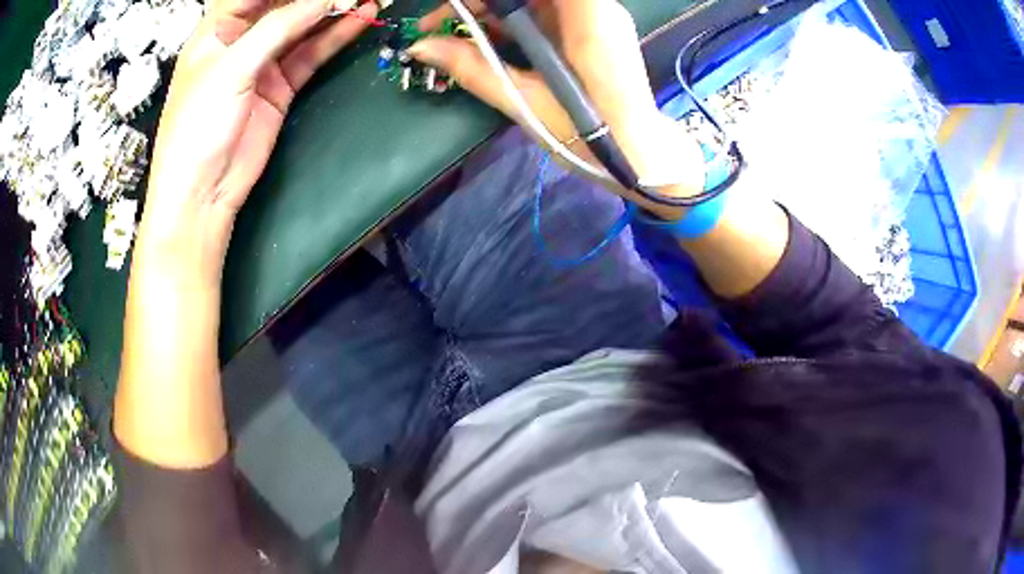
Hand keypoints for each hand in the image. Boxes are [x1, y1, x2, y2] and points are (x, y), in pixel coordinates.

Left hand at [144, 0, 377, 240]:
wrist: (202, 193)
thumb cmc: (197, 128)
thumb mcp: (232, 68)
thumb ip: (278, 27)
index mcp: (216, 31)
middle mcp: (239, 41)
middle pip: (283, 5)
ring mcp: (262, 63)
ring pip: (302, 26)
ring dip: (332, 12)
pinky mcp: (280, 86)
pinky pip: (310, 53)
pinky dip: (333, 38)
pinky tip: (357, 20)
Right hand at [411, 0, 705, 218]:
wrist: (639, 153)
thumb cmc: (590, 133)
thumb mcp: (526, 100)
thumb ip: (473, 67)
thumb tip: (422, 46)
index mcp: (587, 14)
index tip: (454, 9)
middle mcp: (596, 6)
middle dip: (482, 1)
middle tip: (443, 22)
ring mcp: (595, 14)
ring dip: (493, 8)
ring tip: (459, 33)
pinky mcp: (589, 28)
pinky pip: (544, 9)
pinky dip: (512, 19)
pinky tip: (489, 39)